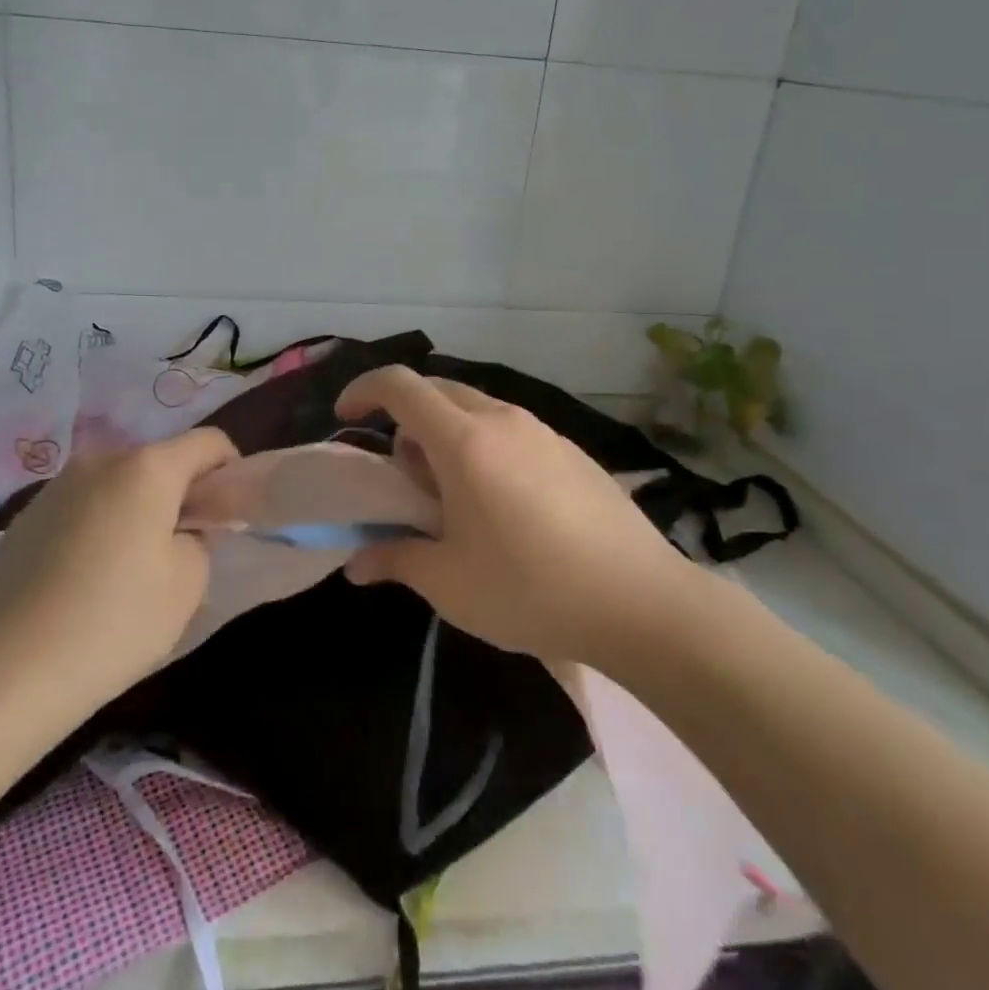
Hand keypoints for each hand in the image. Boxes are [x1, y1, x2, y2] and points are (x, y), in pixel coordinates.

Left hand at [0, 428, 238, 707]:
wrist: (6, 672)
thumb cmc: (115, 622)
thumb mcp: (187, 584)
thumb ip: (200, 539)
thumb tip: (182, 529)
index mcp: (146, 467)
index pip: (208, 442)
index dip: (230, 470)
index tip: (228, 513)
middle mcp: (100, 460)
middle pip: (159, 461)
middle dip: (179, 494)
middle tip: (181, 548)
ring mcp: (57, 486)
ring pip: (117, 484)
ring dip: (136, 509)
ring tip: (128, 569)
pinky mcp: (25, 517)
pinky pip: (81, 507)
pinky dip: (98, 527)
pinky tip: (85, 580)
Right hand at [337, 367, 693, 665]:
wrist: (642, 603)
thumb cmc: (530, 588)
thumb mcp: (449, 583)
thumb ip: (395, 560)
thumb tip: (357, 564)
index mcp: (463, 441)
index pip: (400, 386)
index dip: (364, 392)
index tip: (346, 420)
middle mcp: (502, 421)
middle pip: (438, 392)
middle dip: (406, 421)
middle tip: (406, 477)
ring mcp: (543, 432)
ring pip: (476, 411)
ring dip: (448, 436)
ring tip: (455, 498)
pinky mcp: (572, 451)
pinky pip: (512, 431)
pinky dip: (486, 448)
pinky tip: (505, 507)